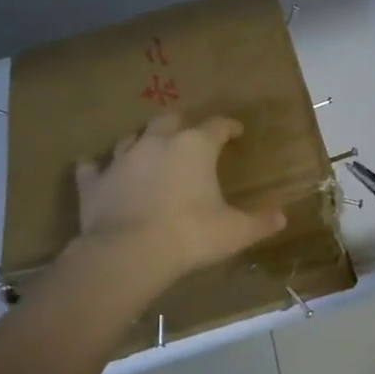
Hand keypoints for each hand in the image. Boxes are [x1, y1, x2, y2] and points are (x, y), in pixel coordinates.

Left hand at [75, 115, 285, 286]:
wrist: (129, 253)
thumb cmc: (190, 235)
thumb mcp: (234, 231)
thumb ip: (259, 222)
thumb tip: (282, 217)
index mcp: (195, 147)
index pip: (218, 125)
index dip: (229, 127)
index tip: (236, 132)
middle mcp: (158, 142)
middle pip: (170, 119)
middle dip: (181, 125)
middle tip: (188, 136)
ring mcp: (122, 158)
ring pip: (132, 137)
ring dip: (142, 142)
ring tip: (148, 153)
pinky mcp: (94, 181)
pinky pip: (92, 167)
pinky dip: (98, 169)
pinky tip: (100, 174)